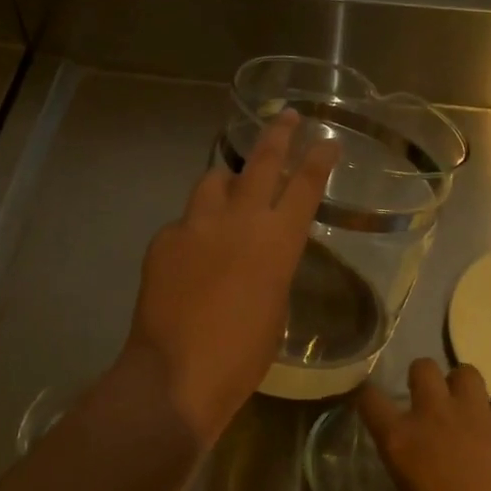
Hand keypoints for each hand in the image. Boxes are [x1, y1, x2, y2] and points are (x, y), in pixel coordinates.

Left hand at [123, 110, 336, 444]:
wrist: (176, 374)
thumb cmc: (242, 355)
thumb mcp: (275, 308)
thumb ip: (272, 267)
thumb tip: (259, 252)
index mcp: (277, 241)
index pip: (305, 186)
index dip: (319, 159)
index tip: (326, 140)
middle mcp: (238, 220)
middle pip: (262, 161)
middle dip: (278, 134)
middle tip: (286, 116)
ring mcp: (196, 224)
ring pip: (214, 180)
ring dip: (226, 181)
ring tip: (229, 189)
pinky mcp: (164, 239)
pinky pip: (184, 222)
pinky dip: (194, 230)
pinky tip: (191, 256)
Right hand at [356, 359, 490, 490]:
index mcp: (401, 442)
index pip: (369, 399)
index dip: (367, 399)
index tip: (371, 408)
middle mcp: (434, 417)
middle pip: (422, 366)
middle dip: (421, 380)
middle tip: (426, 407)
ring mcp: (476, 415)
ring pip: (464, 371)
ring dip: (460, 387)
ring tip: (463, 412)